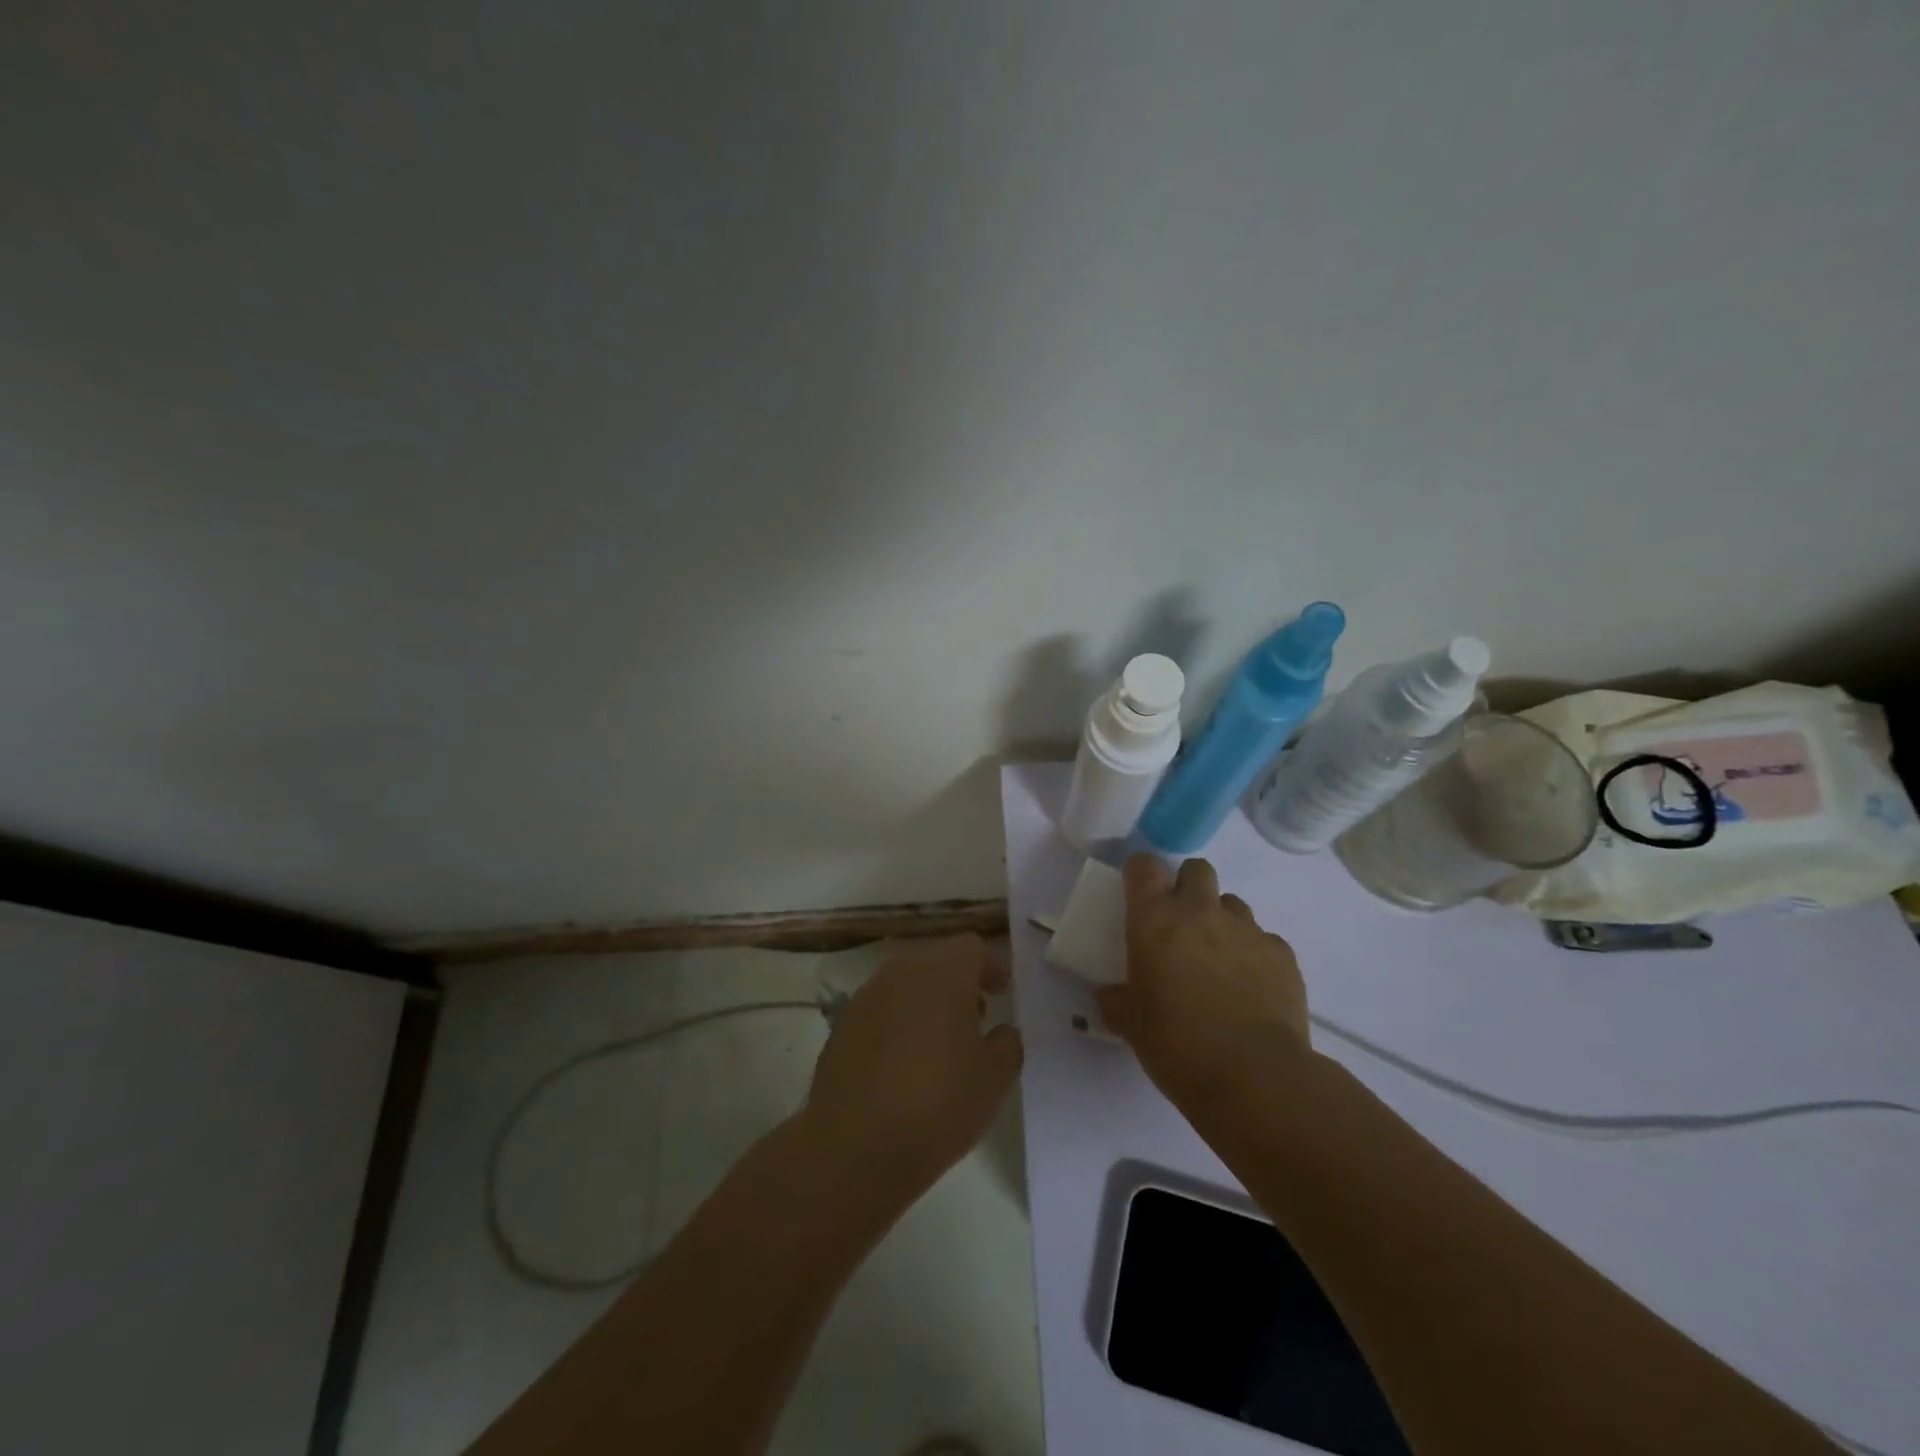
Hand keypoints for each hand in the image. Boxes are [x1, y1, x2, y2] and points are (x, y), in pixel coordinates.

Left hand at [803, 934, 1022, 1199]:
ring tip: (940, 1043)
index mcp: (943, 974)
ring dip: (926, 1001)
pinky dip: (898, 1022)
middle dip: (958, 981)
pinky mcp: (842, 1026)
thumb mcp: (994, 1078)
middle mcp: (901, 973)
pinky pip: (880, 1009)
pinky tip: (903, 1063)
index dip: (990, 965)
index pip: (971, 947)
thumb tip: (1002, 1031)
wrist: (854, 1146)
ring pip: (905, 983)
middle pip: (936, 960)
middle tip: (975, 1017)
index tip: (1001, 992)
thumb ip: (1008, 1044)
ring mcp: (866, 997)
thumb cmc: (938, 1104)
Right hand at [1098, 855, 1311, 1110]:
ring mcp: (1246, 928)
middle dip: (1188, 887)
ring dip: (1221, 921)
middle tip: (1181, 924)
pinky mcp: (1282, 953)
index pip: (1144, 866)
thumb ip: (1116, 1000)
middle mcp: (1201, 911)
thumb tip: (1111, 994)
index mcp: (1155, 919)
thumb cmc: (1177, 1044)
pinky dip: (1254, 955)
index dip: (1141, 874)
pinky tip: (1251, 989)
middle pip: (1196, 869)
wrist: (1255, 1077)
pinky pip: (1263, 939)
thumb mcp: (1130, 1024)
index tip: (1139, 894)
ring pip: (1232, 904)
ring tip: (1219, 962)